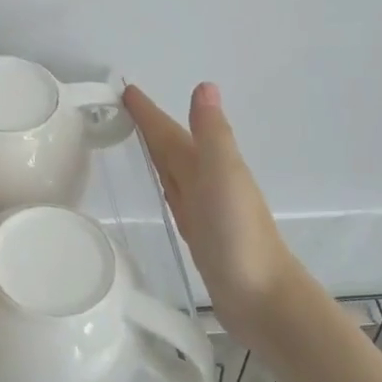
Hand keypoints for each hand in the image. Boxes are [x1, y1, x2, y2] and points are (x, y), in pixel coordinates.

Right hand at [124, 82, 301, 329]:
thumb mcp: (223, 176)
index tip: (125, 89)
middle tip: (119, 108)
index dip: (149, 112)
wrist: (261, 297)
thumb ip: (212, 134)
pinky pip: (175, 197)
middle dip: (150, 127)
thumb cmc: (239, 234)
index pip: (171, 131)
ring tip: (132, 139)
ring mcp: (204, 208)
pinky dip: (164, 184)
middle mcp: (207, 181)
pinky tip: (161, 187)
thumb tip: (205, 84)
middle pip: (172, 146)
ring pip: (173, 170)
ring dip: (156, 152)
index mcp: (210, 164)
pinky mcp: (199, 233)